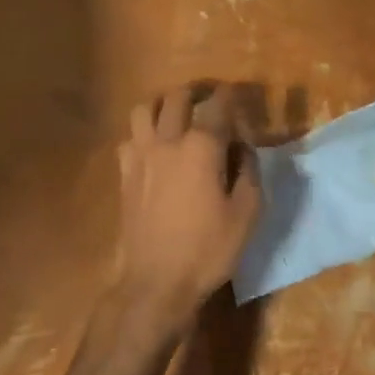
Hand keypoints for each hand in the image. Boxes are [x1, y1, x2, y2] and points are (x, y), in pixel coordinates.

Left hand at [112, 84, 260, 343]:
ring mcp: (140, 156)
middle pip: (177, 98)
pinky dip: (144, 132)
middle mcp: (168, 141)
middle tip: (211, 98)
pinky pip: (130, 137)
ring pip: (144, 109)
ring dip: (163, 104)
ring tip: (177, 113)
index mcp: (202, 147)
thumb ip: (249, 171)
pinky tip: (155, 147)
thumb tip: (243, 148)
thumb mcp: (247, 213)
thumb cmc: (208, 249)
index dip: (231, 96)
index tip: (240, 96)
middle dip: (197, 91)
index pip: (218, 105)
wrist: (155, 283)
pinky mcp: (125, 174)